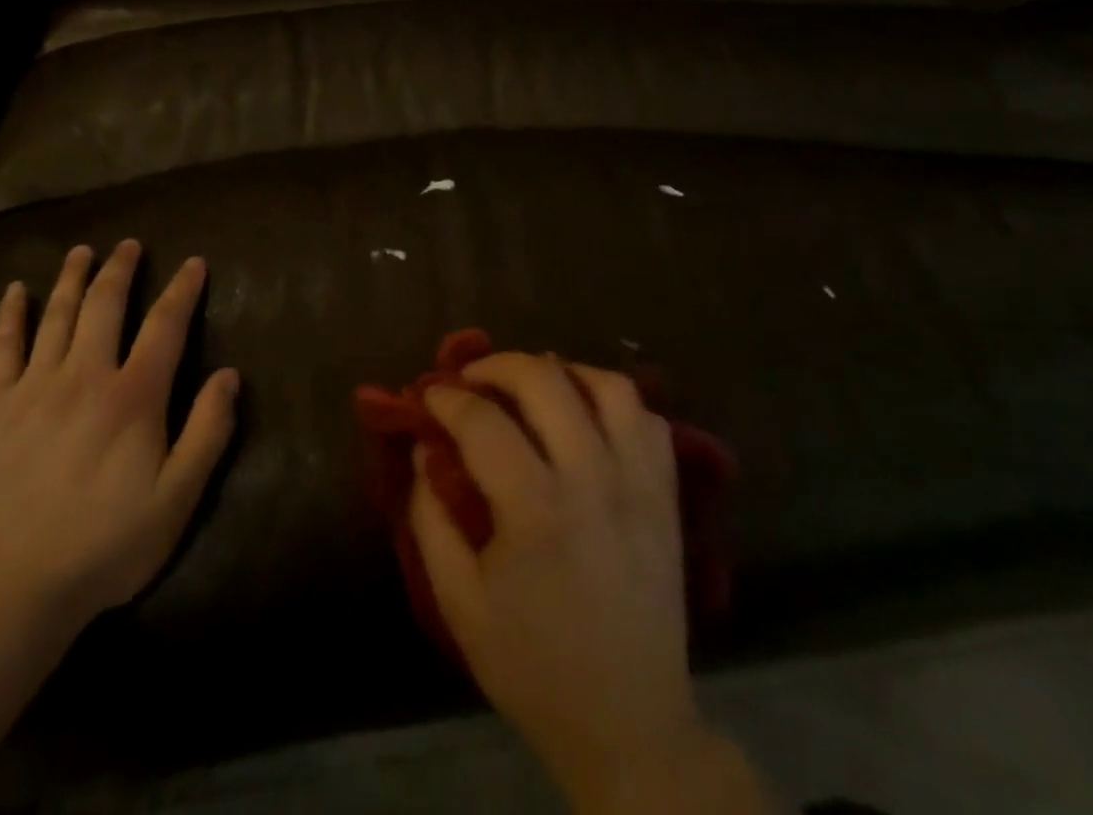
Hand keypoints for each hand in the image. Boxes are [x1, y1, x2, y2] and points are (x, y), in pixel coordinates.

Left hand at [0, 241, 239, 639]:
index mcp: (133, 397)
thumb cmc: (107, 545)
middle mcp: (84, 377)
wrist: (14, 591)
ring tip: (83, 251)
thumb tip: (229, 374)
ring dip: (73, 278)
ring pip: (57, 316)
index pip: (165, 325)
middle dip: (121, 269)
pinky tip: (15, 291)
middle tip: (129, 245)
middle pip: (105, 306)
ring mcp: (34, 389)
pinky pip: (2, 349)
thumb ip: (207, 431)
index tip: (194, 263)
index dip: (182, 290)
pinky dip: (10, 315)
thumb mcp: (177, 498)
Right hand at [411, 352, 744, 814]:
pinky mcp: (667, 498)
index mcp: (536, 510)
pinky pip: (648, 421)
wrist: (631, 727)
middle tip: (472, 378)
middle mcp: (593, 481)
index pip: (483, 421)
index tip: (429, 395)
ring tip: (533, 386)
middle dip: (498, 365)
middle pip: (545, 381)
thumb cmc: (533, 667)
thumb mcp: (459, 603)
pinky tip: (586, 417)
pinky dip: (614, 403)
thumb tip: (425, 450)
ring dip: (563, 372)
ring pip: (609, 387)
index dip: (447, 398)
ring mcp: (639, 485)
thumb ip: (431, 519)